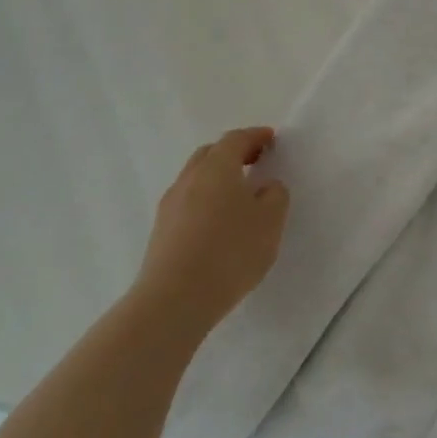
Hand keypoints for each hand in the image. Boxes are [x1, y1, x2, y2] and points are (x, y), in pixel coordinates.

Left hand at [134, 127, 289, 336]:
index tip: (271, 139)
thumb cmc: (231, 251)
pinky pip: (187, 203)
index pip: (236, 139)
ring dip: (217, 178)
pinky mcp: (161, 233)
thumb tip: (265, 187)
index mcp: (217, 168)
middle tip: (255, 160)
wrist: (174, 301)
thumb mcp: (271, 219)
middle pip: (209, 154)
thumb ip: (275, 194)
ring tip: (239, 194)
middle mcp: (189, 180)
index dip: (255, 136)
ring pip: (195, 179)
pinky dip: (205, 200)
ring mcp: (170, 207)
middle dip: (233, 152)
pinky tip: (219, 221)